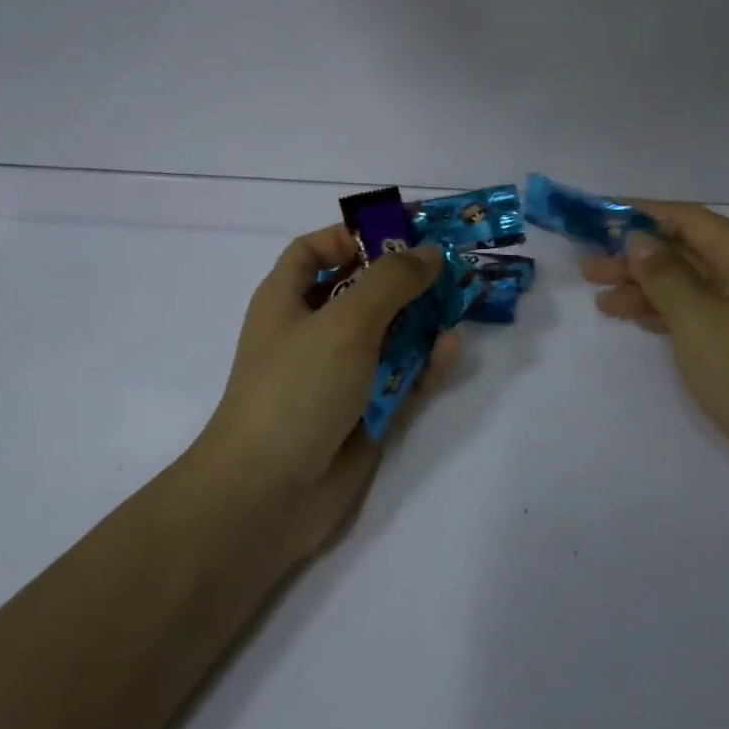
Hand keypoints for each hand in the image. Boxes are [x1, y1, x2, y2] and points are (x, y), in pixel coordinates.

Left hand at [205, 226, 459, 560]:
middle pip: (363, 291)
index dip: (353, 236)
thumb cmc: (297, 388)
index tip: (401, 234)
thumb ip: (392, 281)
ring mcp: (340, 374)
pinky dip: (424, 364)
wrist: (267, 495)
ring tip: (461, 302)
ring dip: (422, 320)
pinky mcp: (364, 412)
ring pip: (389, 335)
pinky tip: (450, 350)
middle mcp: (313, 332)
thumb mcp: (345, 321)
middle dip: (405, 278)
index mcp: (289, 300)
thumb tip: (430, 251)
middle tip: (451, 266)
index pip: (316, 251)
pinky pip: (401, 377)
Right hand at [580, 202, 728, 477]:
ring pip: (684, 283)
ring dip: (642, 285)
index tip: (599, 216)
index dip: (642, 214)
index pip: (688, 219)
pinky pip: (691, 312)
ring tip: (597, 292)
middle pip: (684, 251)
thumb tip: (638, 239)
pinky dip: (659, 311)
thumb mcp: (697, 317)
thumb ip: (663, 273)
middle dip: (636, 255)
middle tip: (588, 263)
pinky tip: (627, 315)